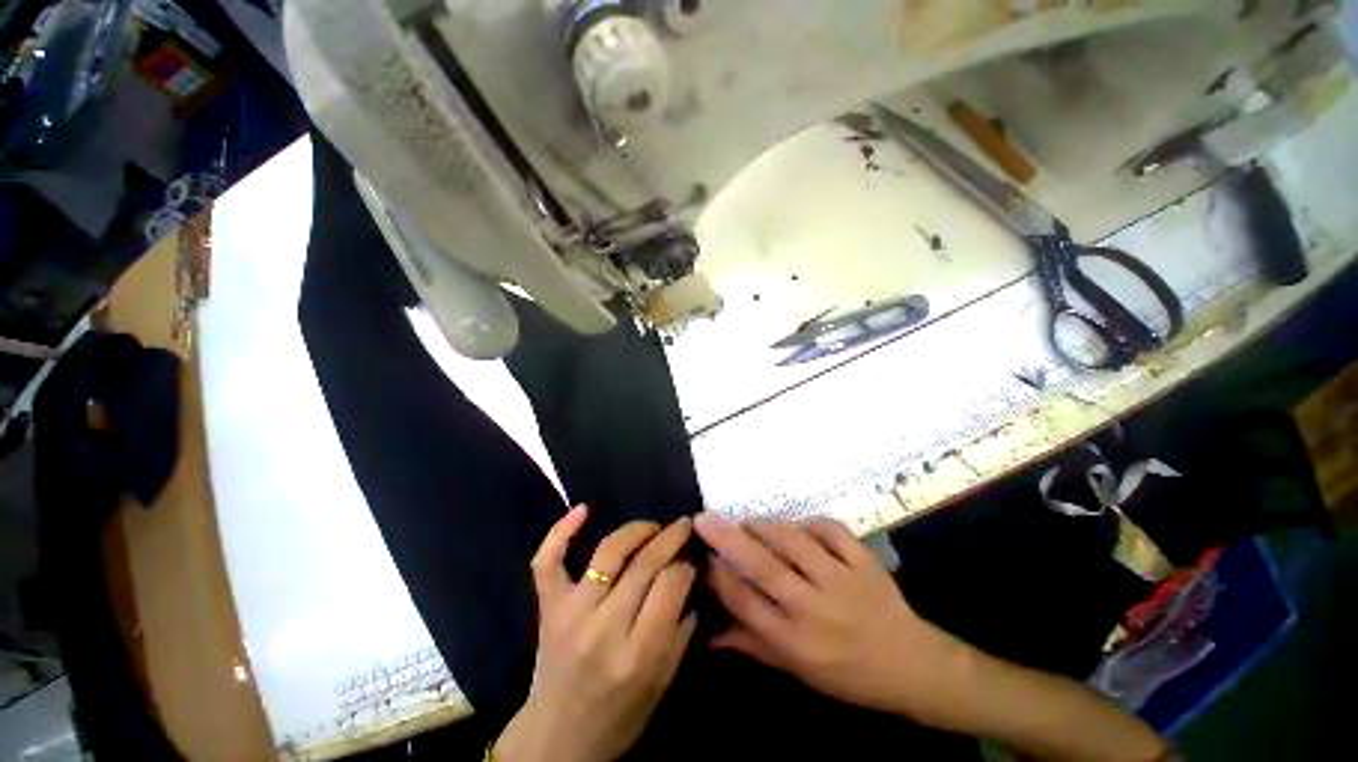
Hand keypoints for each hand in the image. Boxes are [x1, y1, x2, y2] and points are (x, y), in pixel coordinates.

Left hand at [494, 507, 697, 761]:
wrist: (561, 730)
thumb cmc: (620, 717)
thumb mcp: (663, 685)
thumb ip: (680, 637)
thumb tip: (691, 591)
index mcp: (640, 651)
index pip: (671, 585)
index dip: (687, 566)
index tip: (695, 562)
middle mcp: (604, 626)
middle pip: (643, 565)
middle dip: (669, 539)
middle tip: (685, 527)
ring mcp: (570, 613)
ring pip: (605, 555)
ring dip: (635, 531)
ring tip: (655, 526)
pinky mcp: (546, 608)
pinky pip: (547, 561)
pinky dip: (560, 531)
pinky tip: (583, 509)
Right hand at [695, 514, 972, 725]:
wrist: (907, 664)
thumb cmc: (846, 677)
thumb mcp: (795, 671)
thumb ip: (754, 647)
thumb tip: (710, 635)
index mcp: (791, 639)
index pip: (743, 600)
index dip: (718, 575)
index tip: (701, 557)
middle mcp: (811, 607)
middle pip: (762, 566)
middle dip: (729, 539)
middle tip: (704, 518)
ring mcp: (841, 581)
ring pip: (795, 544)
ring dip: (766, 526)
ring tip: (746, 520)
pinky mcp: (866, 564)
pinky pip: (834, 533)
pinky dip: (811, 524)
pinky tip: (797, 525)